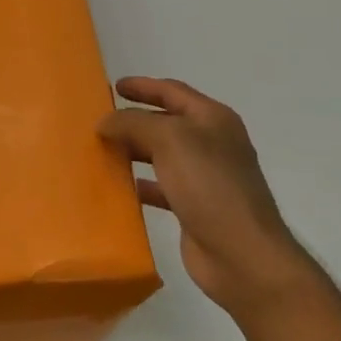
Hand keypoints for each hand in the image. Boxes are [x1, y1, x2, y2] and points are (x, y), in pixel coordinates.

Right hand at [98, 77, 316, 313]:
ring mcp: (205, 177)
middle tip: (99, 120)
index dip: (143, 86)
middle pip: (166, 122)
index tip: (113, 86)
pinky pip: (161, 187)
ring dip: (133, 150)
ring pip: (161, 155)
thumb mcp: (170, 140)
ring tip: (101, 150)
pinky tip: (118, 188)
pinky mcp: (195, 207)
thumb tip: (106, 122)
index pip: (172, 91)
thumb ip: (134, 123)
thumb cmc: (209, 186)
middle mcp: (211, 144)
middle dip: (134, 119)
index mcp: (212, 120)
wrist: (241, 254)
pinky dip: (140, 183)